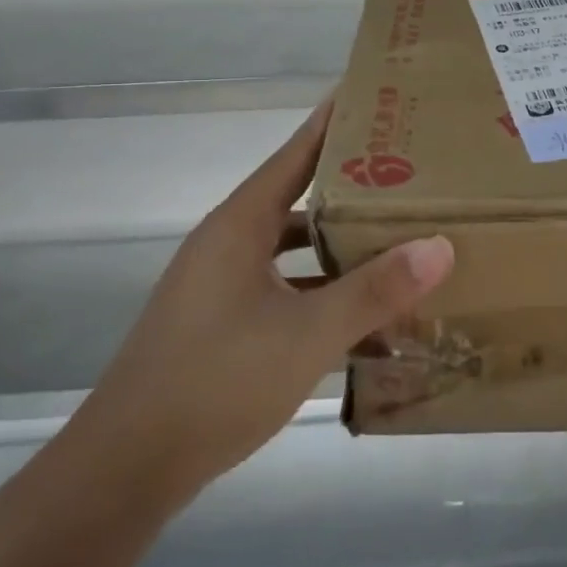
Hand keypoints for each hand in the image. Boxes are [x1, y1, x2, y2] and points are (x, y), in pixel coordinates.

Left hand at [70, 98, 453, 511]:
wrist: (125, 470)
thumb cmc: (217, 381)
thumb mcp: (308, 334)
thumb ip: (375, 290)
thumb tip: (441, 246)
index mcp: (240, 225)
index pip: (295, 154)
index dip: (332, 123)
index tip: (372, 96)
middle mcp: (228, 244)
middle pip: (299, 200)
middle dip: (352, 190)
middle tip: (408, 176)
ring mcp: (220, 287)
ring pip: (293, 252)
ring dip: (339, 251)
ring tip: (398, 245)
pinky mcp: (220, 325)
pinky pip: (283, 291)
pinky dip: (321, 295)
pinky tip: (363, 320)